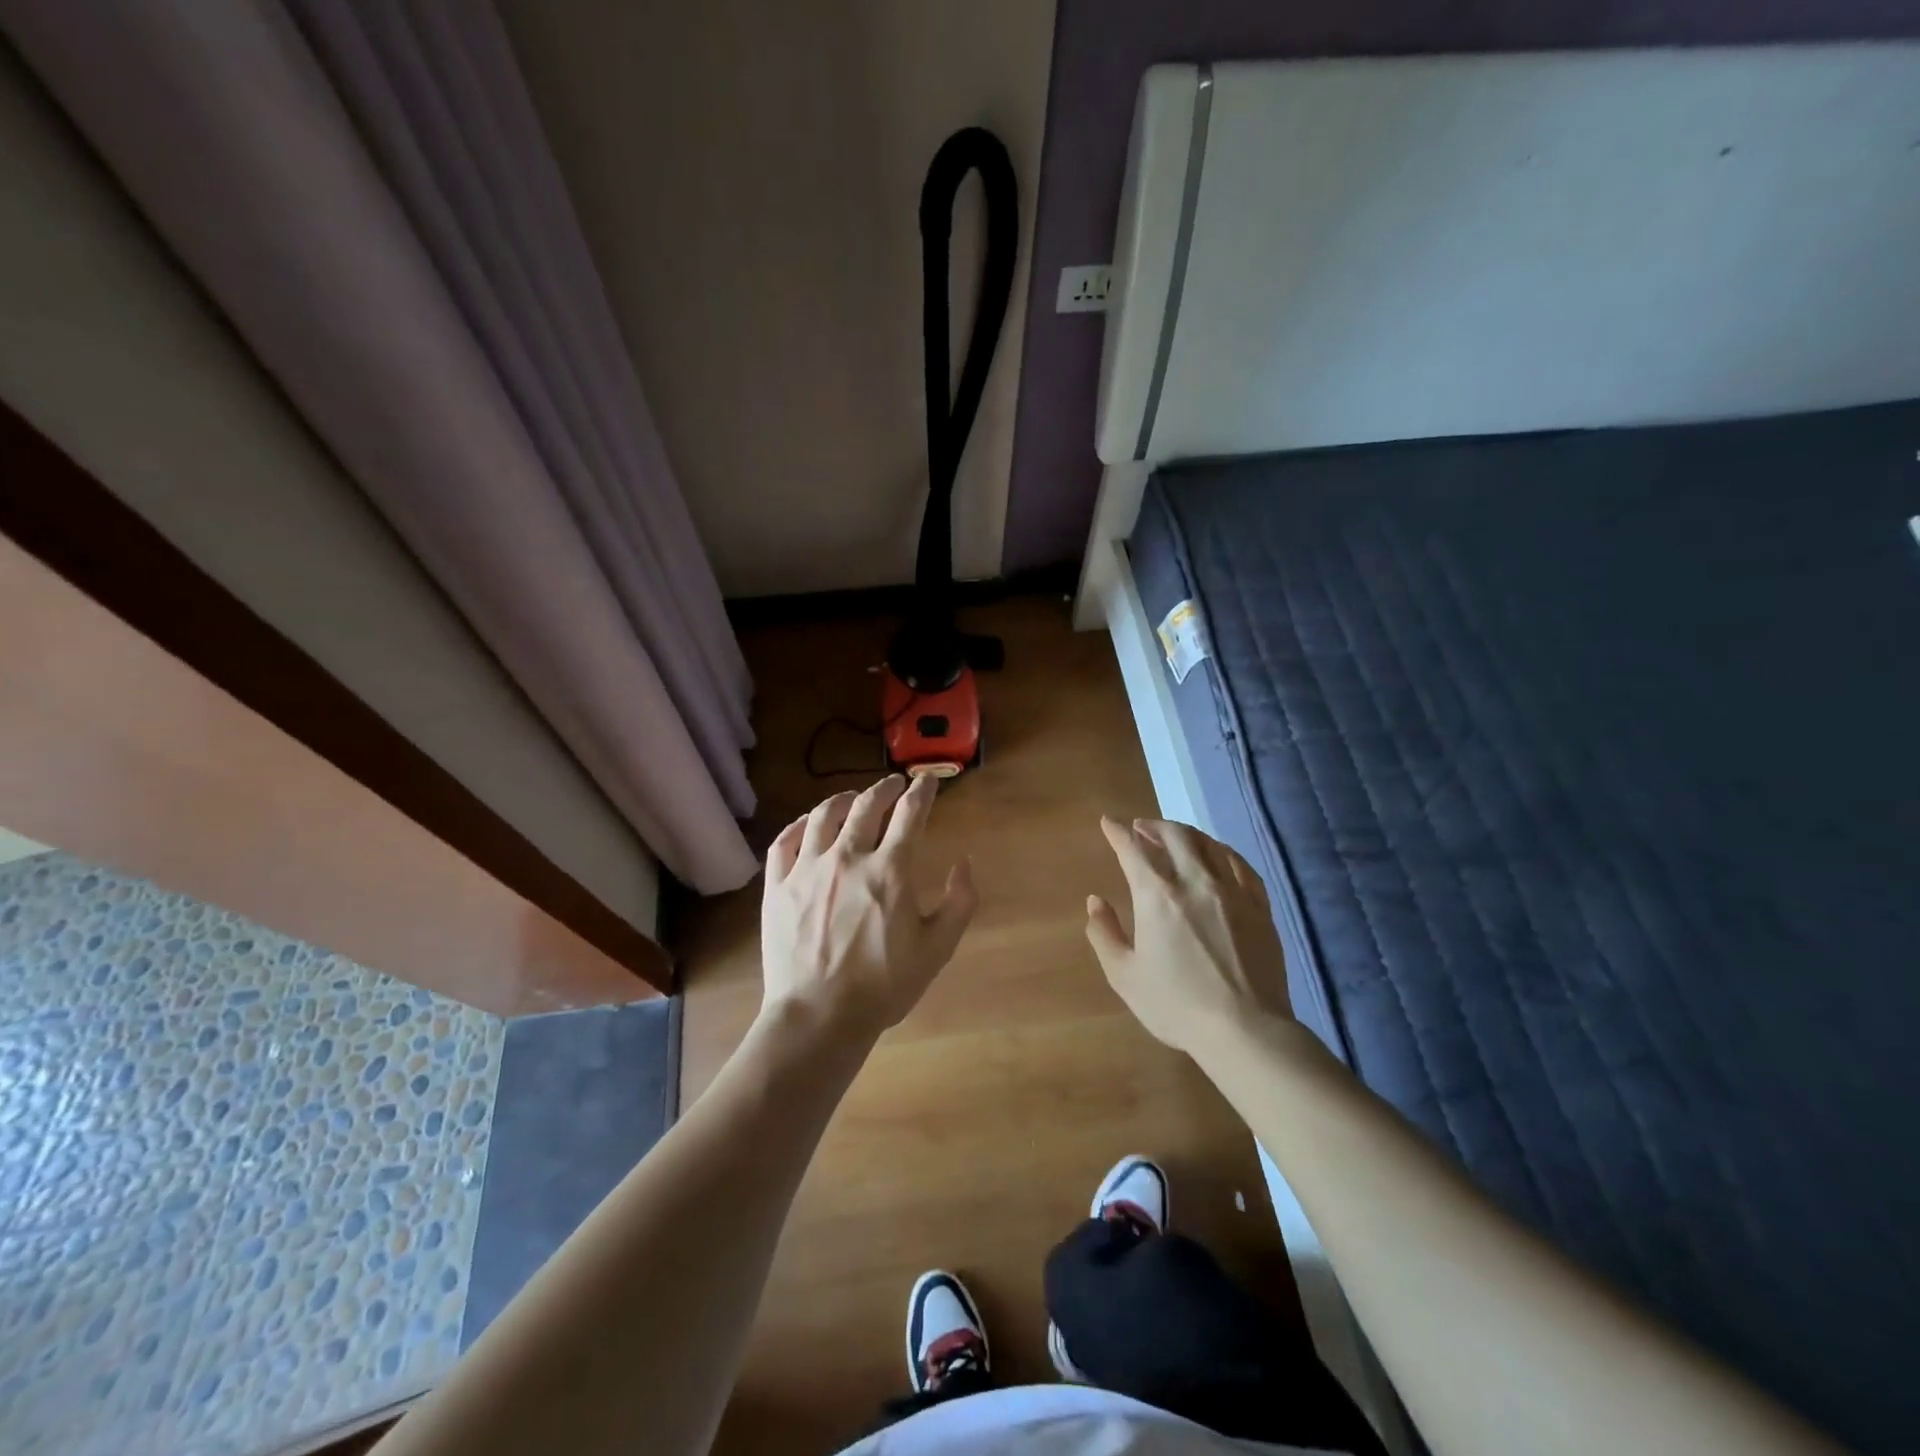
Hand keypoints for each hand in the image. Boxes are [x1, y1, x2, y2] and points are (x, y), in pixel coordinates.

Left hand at [761, 775, 976, 1039]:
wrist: (819, 1017)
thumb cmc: (884, 985)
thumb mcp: (938, 949)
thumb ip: (960, 902)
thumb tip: (965, 863)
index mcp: (890, 870)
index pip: (910, 814)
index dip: (922, 791)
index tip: (927, 781)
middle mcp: (848, 857)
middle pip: (867, 805)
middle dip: (885, 788)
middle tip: (894, 784)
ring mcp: (807, 869)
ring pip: (824, 816)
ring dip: (844, 799)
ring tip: (853, 797)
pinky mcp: (777, 886)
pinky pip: (784, 842)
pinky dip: (799, 825)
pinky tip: (808, 823)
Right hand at [1086, 817, 1293, 1055]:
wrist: (1245, 1029)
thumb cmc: (1176, 1005)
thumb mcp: (1124, 975)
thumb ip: (1104, 934)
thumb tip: (1095, 901)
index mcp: (1156, 895)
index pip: (1133, 849)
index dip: (1117, 832)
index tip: (1108, 822)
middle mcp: (1194, 881)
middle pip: (1174, 835)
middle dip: (1152, 825)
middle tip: (1140, 827)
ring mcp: (1231, 890)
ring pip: (1207, 843)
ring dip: (1185, 833)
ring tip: (1174, 836)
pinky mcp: (1259, 905)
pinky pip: (1239, 864)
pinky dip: (1221, 851)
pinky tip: (1216, 855)